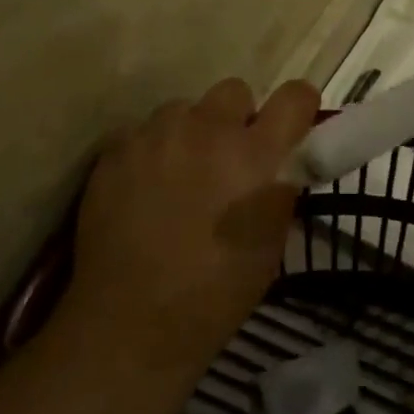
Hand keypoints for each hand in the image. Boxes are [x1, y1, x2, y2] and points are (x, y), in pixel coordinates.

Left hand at [64, 78, 319, 371]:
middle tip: (229, 157)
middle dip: (238, 117)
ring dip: (192, 132)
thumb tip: (283, 164)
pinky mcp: (115, 152)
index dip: (298, 107)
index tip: (292, 127)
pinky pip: (143, 132)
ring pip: (184, 108)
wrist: (131, 323)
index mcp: (255, 155)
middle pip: (234, 90)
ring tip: (181, 172)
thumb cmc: (216, 290)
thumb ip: (282, 189)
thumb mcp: (272, 242)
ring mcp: (156, 137)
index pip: (295, 96)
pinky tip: (145, 188)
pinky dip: (151, 150)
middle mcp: (207, 131)